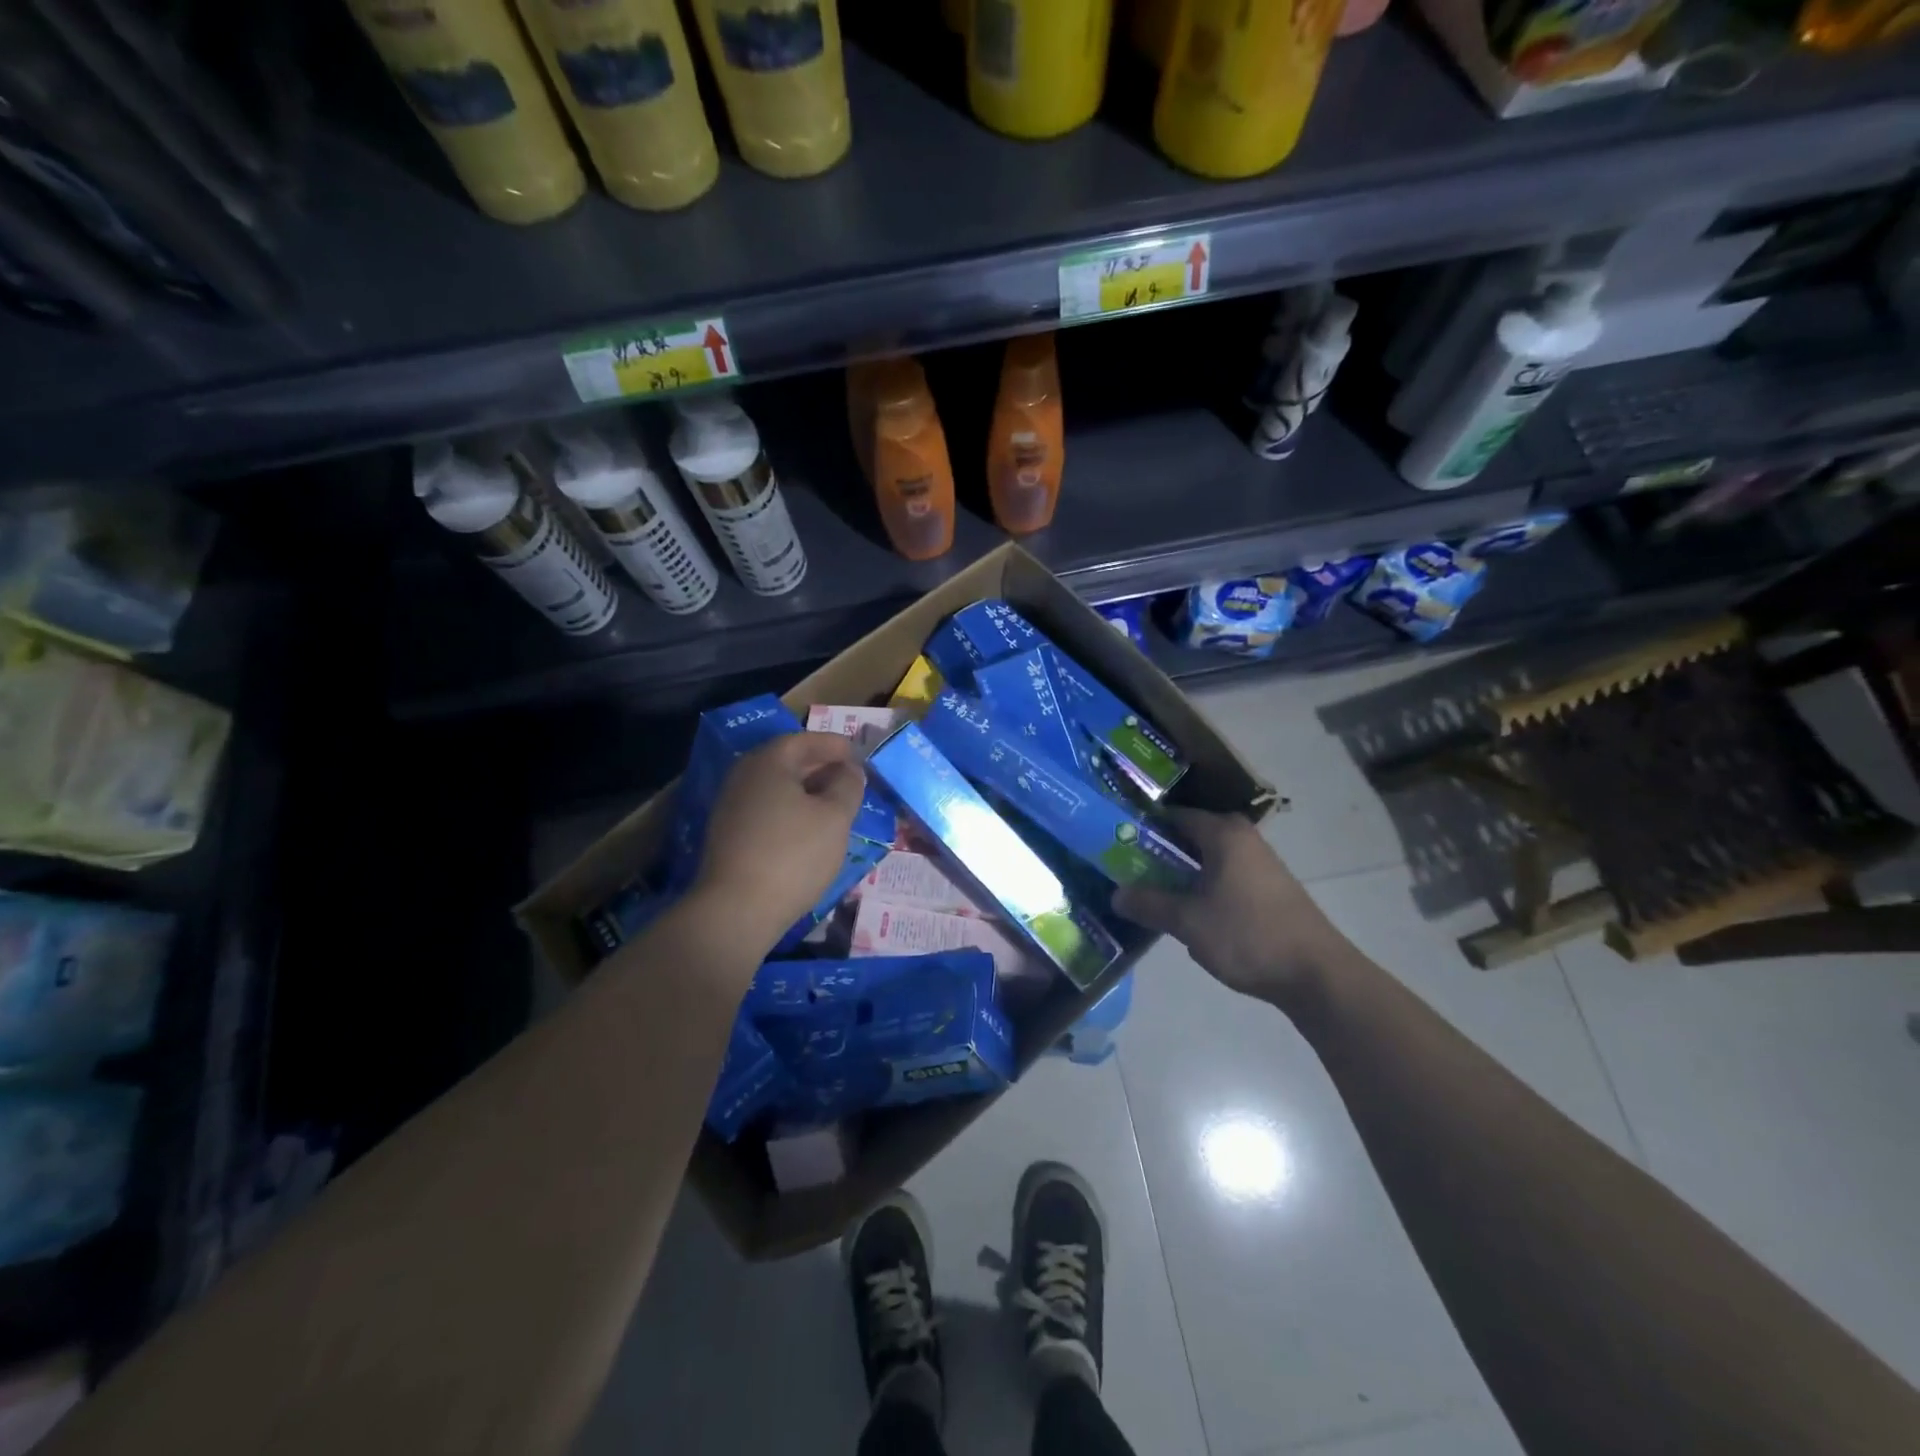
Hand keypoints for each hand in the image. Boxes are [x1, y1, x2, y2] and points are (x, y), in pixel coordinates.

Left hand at [692, 732, 868, 954]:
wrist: (737, 910)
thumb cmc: (793, 854)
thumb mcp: (835, 817)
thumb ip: (847, 786)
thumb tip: (848, 771)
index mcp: (768, 762)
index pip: (804, 740)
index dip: (834, 745)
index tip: (858, 755)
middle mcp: (744, 776)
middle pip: (787, 761)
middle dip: (820, 766)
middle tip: (849, 778)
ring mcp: (731, 807)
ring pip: (776, 788)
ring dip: (806, 791)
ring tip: (835, 805)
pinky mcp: (728, 836)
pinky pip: (766, 810)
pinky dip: (790, 810)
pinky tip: (808, 830)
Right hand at [1112, 807, 1350, 1008]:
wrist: (1316, 974)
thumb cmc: (1247, 935)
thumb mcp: (1188, 921)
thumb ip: (1149, 904)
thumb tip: (1116, 895)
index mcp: (1223, 834)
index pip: (1173, 816)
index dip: (1143, 828)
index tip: (1117, 844)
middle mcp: (1243, 839)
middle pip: (1190, 837)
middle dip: (1158, 855)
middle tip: (1128, 873)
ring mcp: (1260, 864)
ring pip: (1207, 860)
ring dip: (1180, 875)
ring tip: (1152, 897)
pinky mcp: (1269, 889)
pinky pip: (1224, 877)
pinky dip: (1202, 888)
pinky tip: (1190, 915)